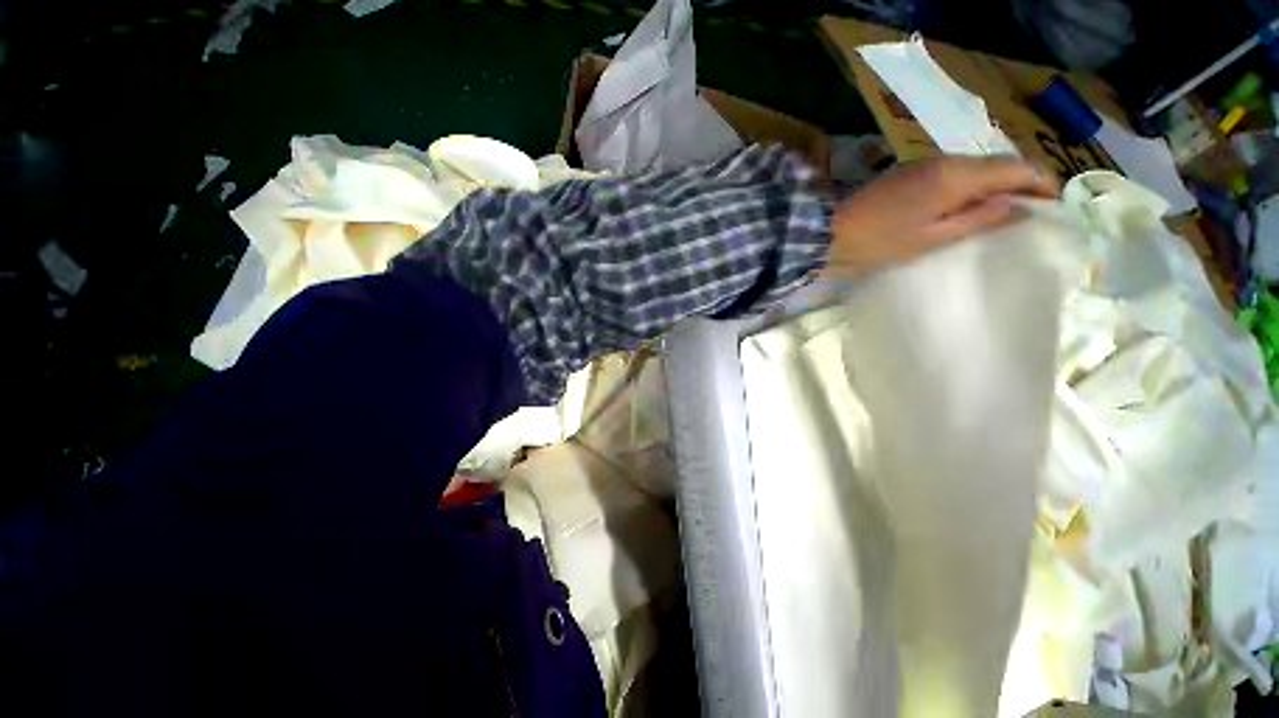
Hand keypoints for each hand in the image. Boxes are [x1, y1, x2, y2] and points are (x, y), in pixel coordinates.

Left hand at [827, 156, 1057, 275]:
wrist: (828, 234)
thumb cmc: (878, 243)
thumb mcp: (932, 239)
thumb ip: (978, 220)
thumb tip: (1020, 208)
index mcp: (954, 175)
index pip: (1014, 167)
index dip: (1041, 182)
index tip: (1056, 202)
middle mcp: (943, 160)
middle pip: (995, 165)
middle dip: (1020, 183)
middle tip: (1034, 210)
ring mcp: (922, 164)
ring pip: (973, 168)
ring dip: (994, 184)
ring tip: (1007, 210)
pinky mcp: (907, 173)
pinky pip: (950, 174)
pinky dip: (969, 187)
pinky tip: (970, 205)